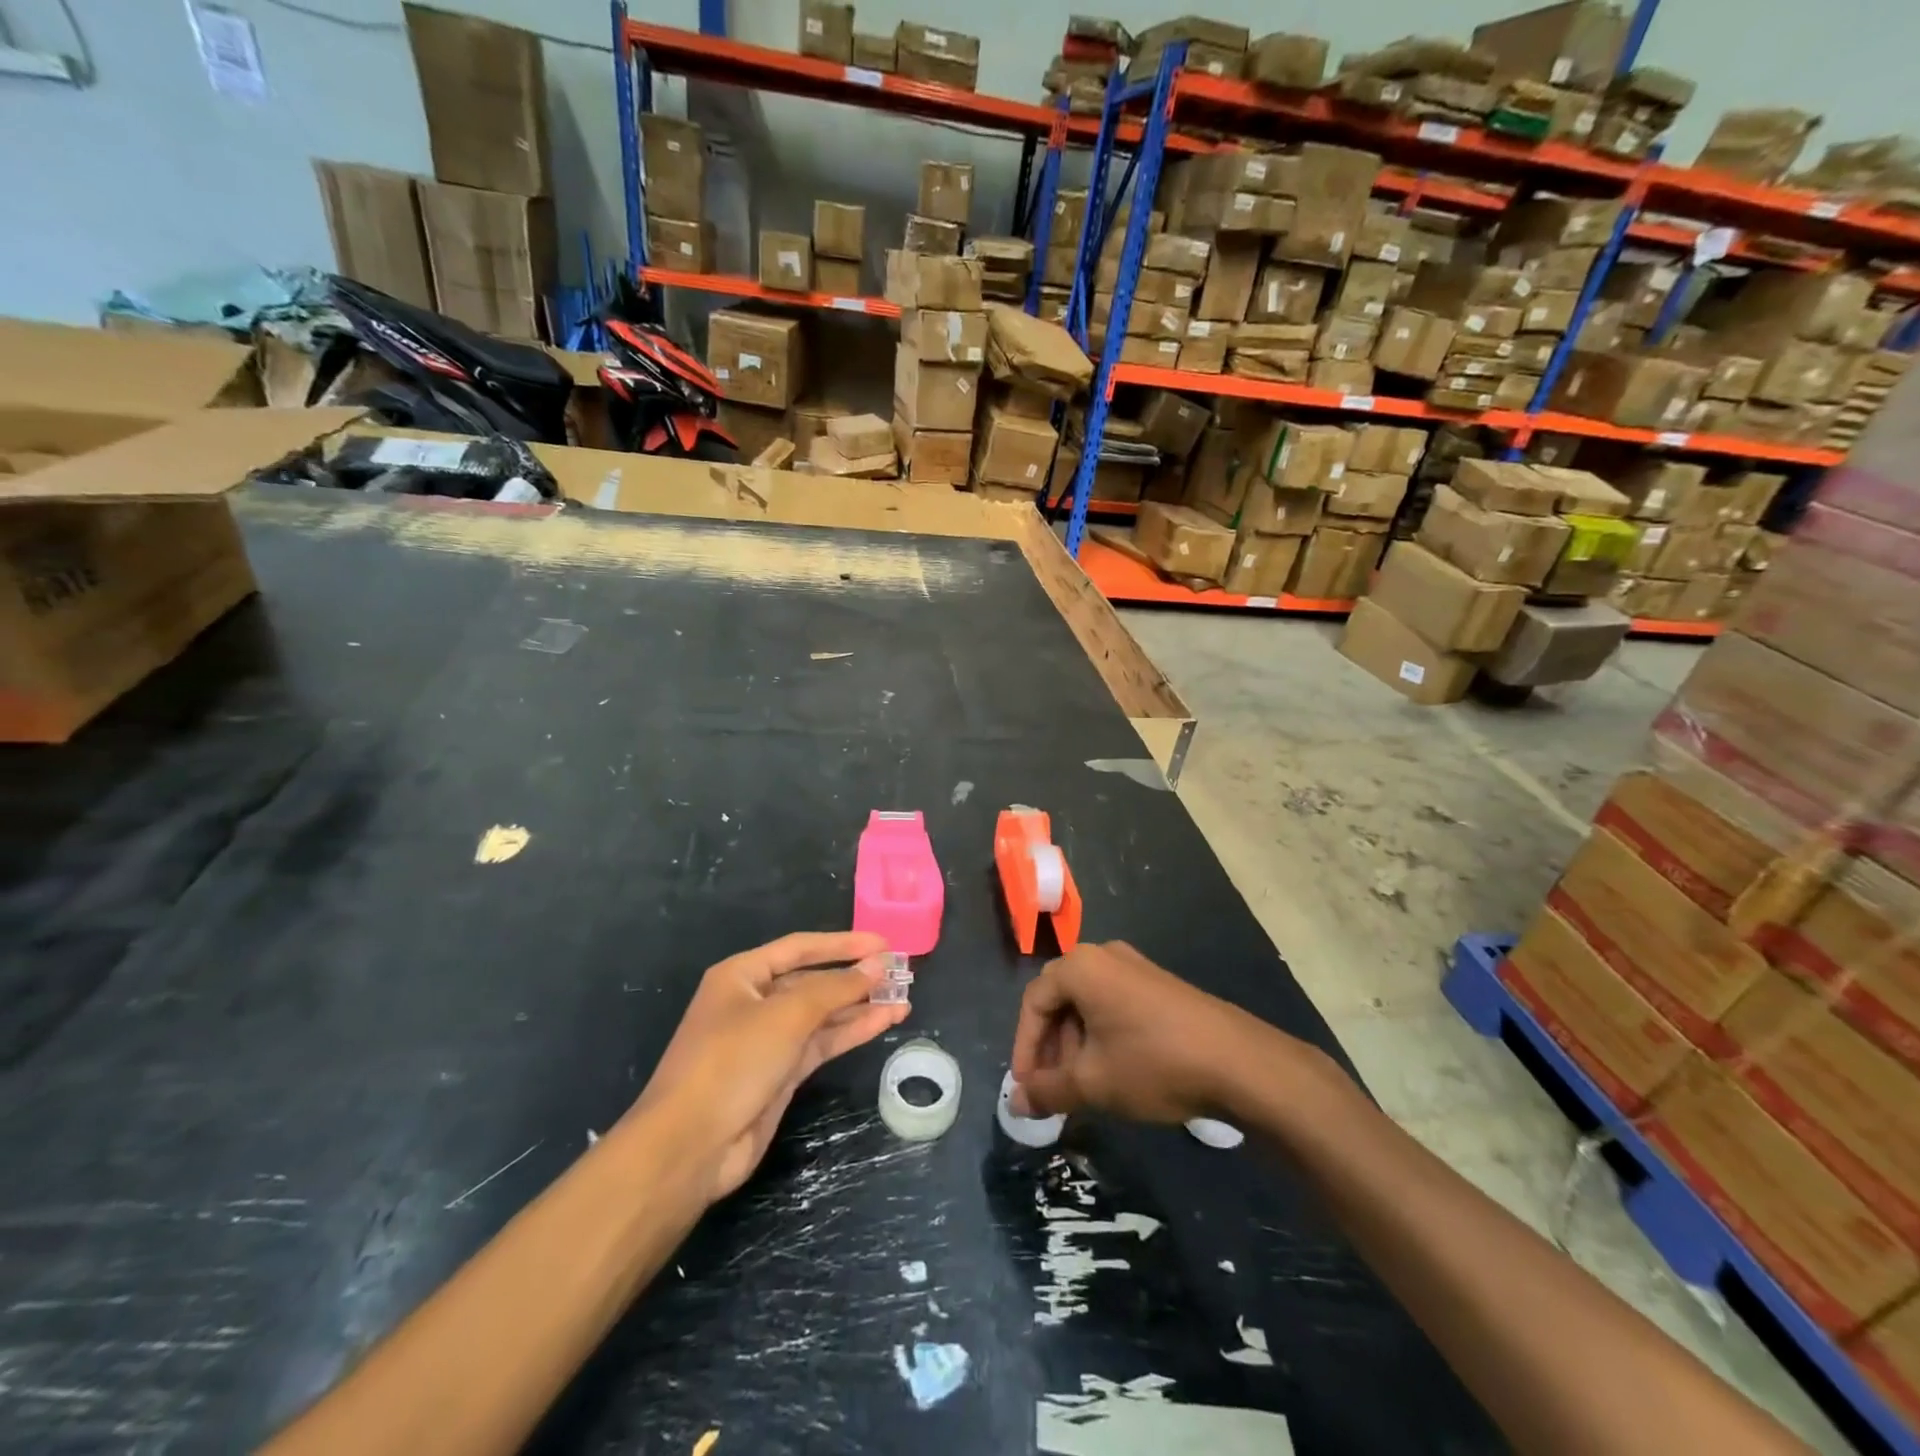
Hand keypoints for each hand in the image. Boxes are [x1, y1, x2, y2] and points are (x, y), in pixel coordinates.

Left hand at [633, 931, 907, 1201]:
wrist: (690, 1146)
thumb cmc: (732, 1062)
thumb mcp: (786, 1016)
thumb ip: (835, 988)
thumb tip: (877, 965)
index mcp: (743, 975)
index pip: (801, 947)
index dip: (843, 943)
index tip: (884, 943)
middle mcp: (754, 1001)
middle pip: (813, 980)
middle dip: (855, 977)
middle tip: (900, 973)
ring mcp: (768, 1039)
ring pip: (822, 1014)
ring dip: (860, 1006)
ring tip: (903, 998)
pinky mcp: (780, 1073)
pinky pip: (822, 1042)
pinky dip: (851, 1032)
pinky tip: (884, 1022)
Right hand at [1009, 941, 1275, 1123]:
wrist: (1239, 1062)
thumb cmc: (1153, 1064)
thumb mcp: (1093, 1083)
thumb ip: (1048, 1091)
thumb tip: (1016, 1103)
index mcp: (1081, 967)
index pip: (1034, 1002)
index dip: (1025, 1048)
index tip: (1027, 1089)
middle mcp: (1104, 956)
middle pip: (1059, 1000)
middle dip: (1050, 1048)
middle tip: (1052, 1090)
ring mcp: (1135, 967)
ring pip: (1087, 1005)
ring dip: (1075, 1045)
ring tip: (1082, 1088)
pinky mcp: (1159, 985)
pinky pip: (1114, 1005)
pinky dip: (1102, 1037)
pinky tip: (1113, 1073)